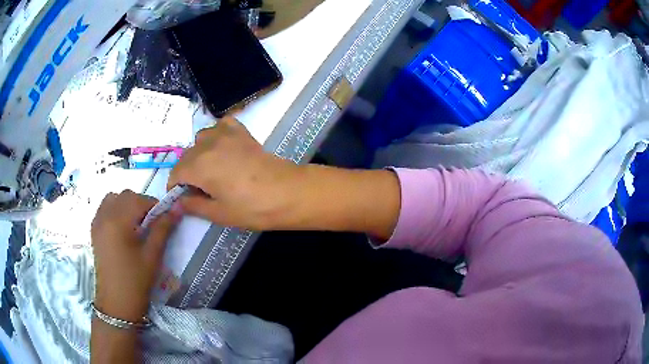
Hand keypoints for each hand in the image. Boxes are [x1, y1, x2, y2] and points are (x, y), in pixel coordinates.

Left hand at [91, 190, 179, 321]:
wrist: (116, 303)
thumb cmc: (136, 281)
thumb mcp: (152, 255)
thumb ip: (163, 228)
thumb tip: (177, 207)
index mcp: (118, 221)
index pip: (139, 200)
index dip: (155, 205)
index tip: (164, 218)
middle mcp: (104, 216)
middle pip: (125, 196)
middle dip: (140, 204)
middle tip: (151, 224)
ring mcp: (97, 222)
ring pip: (113, 199)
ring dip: (126, 205)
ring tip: (135, 224)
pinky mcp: (94, 230)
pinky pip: (104, 209)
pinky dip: (115, 210)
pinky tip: (122, 228)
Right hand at [168, 117, 300, 230]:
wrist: (286, 192)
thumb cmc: (252, 207)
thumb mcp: (219, 213)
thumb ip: (193, 205)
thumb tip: (176, 204)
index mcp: (198, 166)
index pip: (175, 172)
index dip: (175, 186)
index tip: (180, 197)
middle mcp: (207, 145)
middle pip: (186, 156)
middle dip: (186, 172)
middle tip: (198, 189)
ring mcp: (225, 134)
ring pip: (201, 139)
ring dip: (199, 153)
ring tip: (210, 169)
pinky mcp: (241, 132)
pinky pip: (222, 125)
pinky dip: (217, 134)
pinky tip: (223, 147)